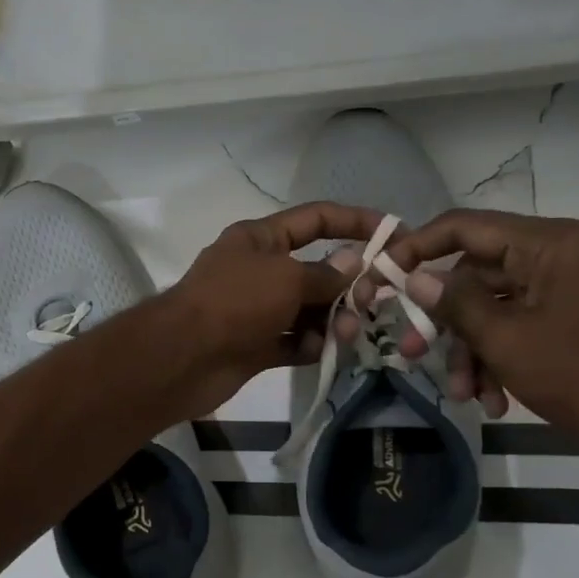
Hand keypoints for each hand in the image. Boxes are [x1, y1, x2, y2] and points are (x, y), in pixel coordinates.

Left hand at [157, 203, 381, 417]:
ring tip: (345, 333)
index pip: (316, 219)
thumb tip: (353, 262)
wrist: (182, 358)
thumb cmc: (234, 303)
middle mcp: (259, 270)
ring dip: (333, 319)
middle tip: (371, 301)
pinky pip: (295, 341)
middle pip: (317, 270)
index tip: (396, 232)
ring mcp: (257, 310)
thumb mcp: (285, 278)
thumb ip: (325, 273)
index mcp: (260, 239)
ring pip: (310, 309)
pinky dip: (310, 345)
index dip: (356, 221)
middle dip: (348, 284)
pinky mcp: (256, 345)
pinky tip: (319, 351)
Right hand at [380, 210, 578, 443]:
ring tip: (462, 394)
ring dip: (471, 351)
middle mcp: (558, 255)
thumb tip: (415, 277)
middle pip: (476, 275)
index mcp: (549, 244)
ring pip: (493, 307)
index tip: (384, 272)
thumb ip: (454, 301)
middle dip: (446, 322)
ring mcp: (567, 287)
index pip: (466, 226)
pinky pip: (519, 325)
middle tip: (411, 351)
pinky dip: (499, 358)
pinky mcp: (571, 317)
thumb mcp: (504, 338)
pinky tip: (493, 399)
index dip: (418, 246)